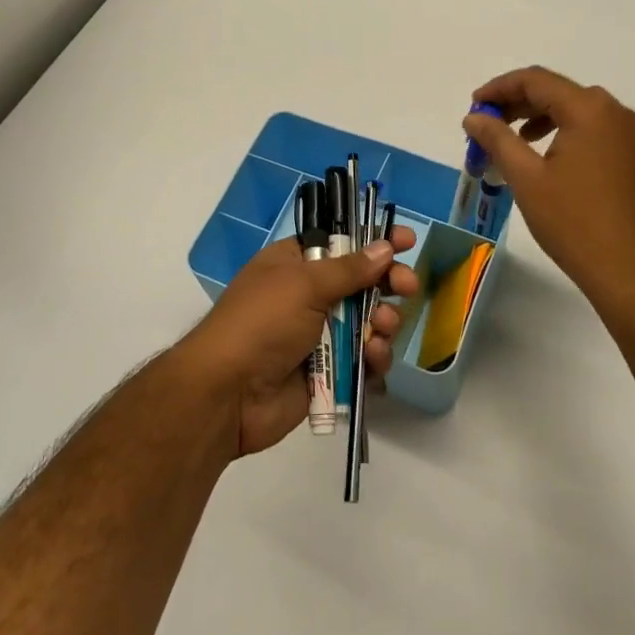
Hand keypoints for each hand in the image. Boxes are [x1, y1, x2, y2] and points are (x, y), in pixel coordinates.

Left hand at [176, 228, 413, 456]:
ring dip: (382, 323)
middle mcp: (309, 295)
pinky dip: (374, 358)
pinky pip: (364, 359)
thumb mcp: (303, 284)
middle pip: (363, 282)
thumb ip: (349, 269)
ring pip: (369, 322)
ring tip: (379, 329)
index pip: (342, 242)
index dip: (374, 239)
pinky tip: (373, 359)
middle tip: (406, 287)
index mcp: (296, 263)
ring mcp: (320, 334)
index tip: (406, 240)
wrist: (228, 394)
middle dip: (389, 283)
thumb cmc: (262, 323)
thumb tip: (384, 247)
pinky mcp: (329, 371)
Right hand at [464, 66, 634, 308]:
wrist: (633, 272)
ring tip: (511, 141)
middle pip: (557, 92)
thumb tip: (474, 117)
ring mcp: (630, 135)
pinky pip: (593, 130)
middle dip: (517, 104)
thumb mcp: (526, 178)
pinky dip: (563, 133)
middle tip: (486, 125)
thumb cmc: (575, 222)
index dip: (499, 88)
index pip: (536, 80)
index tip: (474, 107)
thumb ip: (497, 139)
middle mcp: (615, 112)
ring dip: (539, 118)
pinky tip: (545, 158)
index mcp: (589, 109)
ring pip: (576, 111)